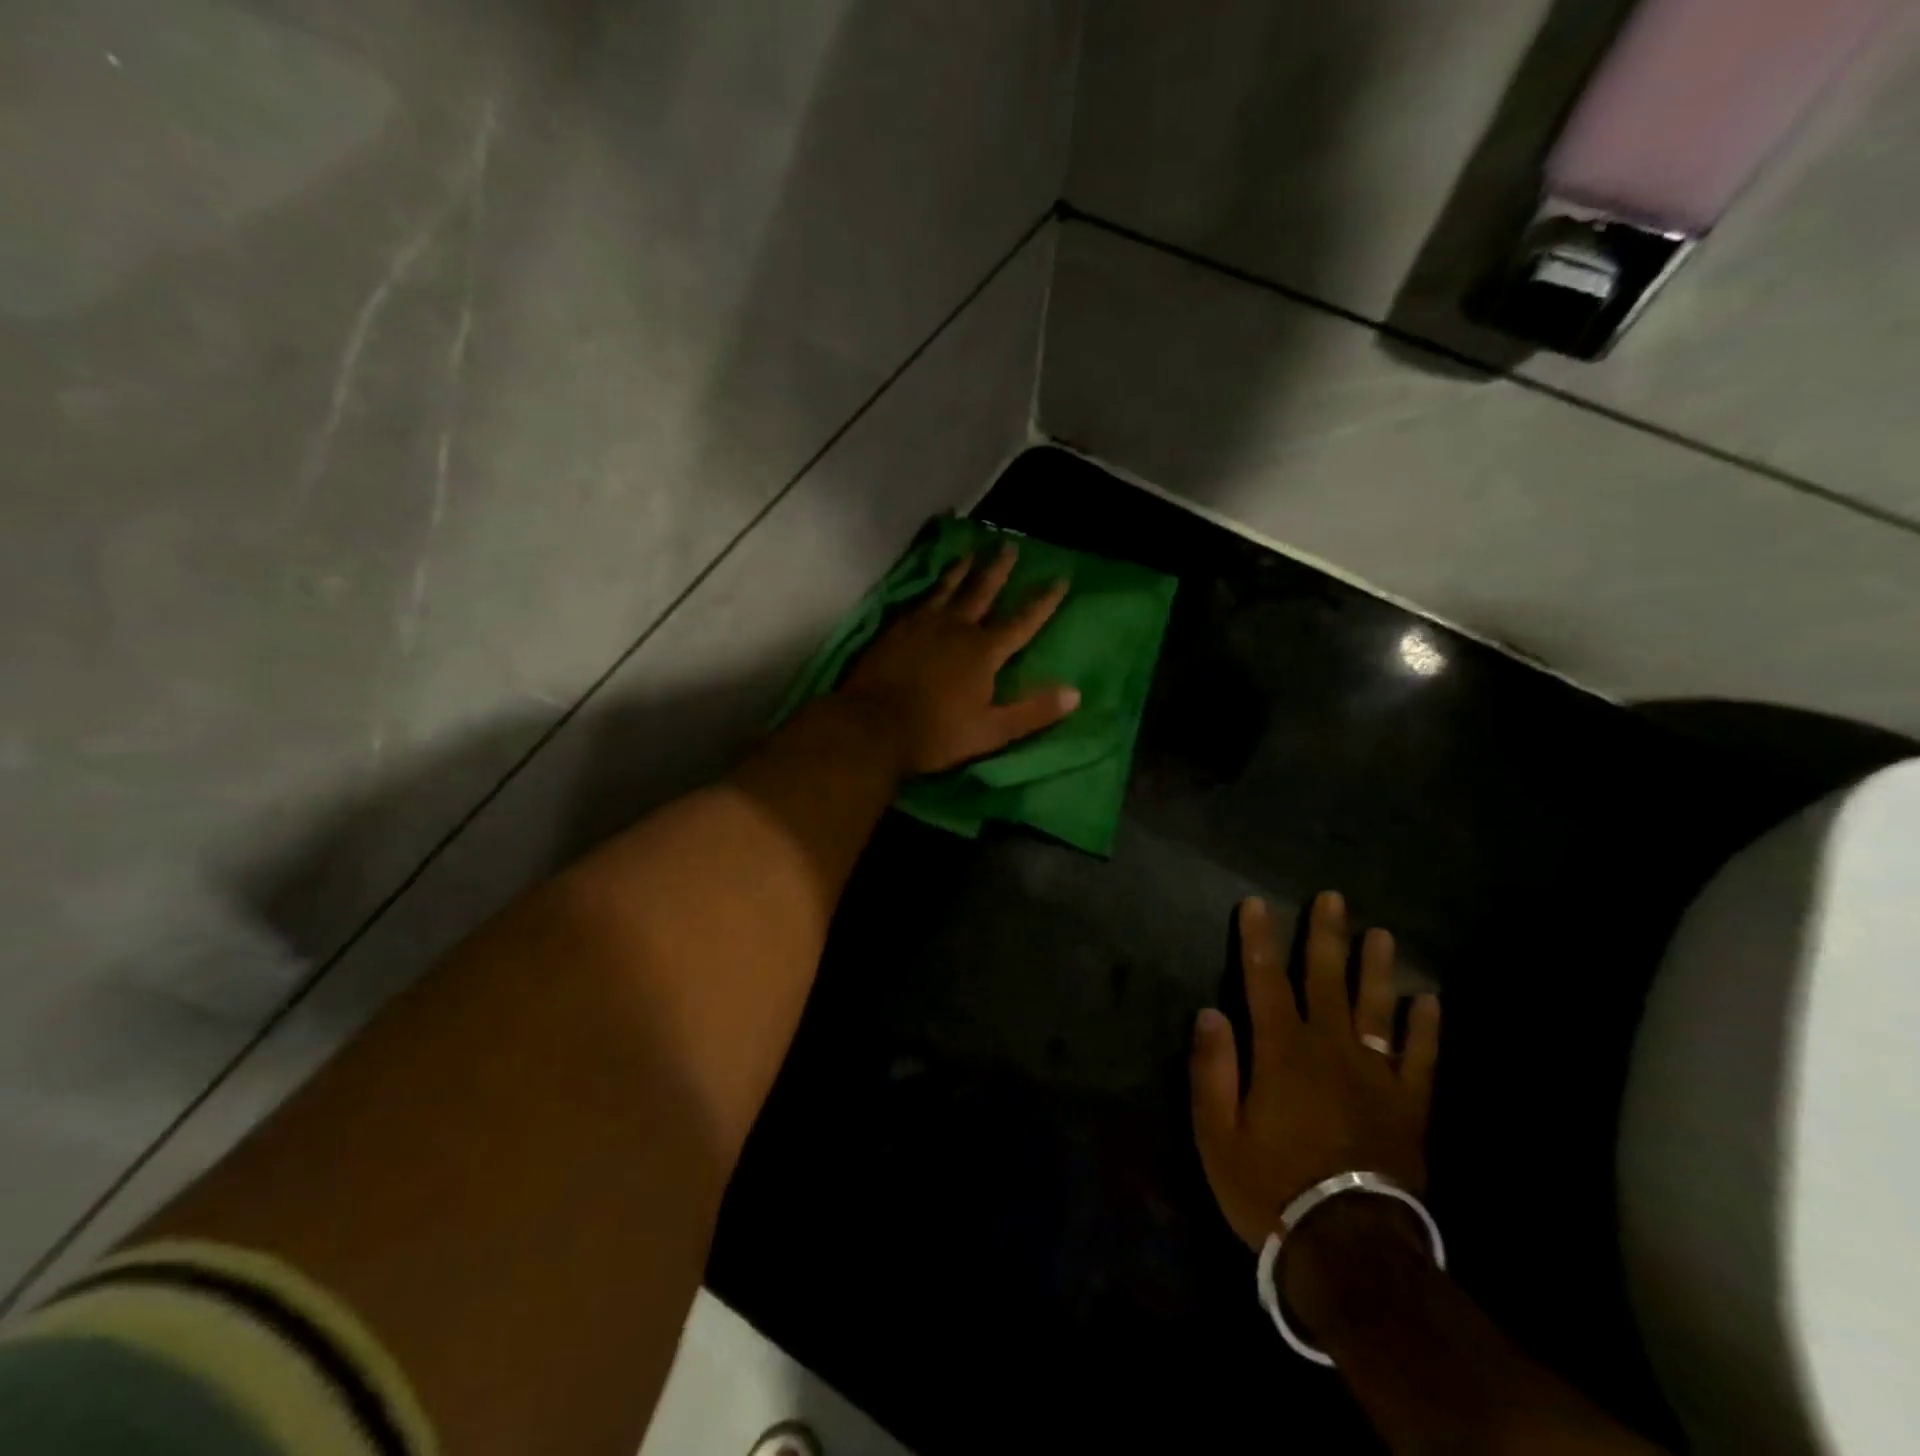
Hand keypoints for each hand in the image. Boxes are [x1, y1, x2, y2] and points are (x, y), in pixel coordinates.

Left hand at [840, 542, 1080, 775]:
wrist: (872, 726)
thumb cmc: (936, 734)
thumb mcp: (991, 731)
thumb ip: (1033, 712)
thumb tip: (1075, 693)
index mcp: (984, 651)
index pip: (1023, 621)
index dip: (1043, 601)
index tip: (1059, 578)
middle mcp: (956, 628)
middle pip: (982, 591)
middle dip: (999, 570)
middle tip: (1009, 546)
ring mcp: (923, 625)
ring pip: (948, 589)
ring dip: (962, 570)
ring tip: (970, 552)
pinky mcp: (896, 629)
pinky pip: (919, 600)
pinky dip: (930, 588)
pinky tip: (930, 586)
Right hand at [1190, 892, 1440, 1250]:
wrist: (1348, 1249)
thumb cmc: (1270, 1187)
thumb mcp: (1217, 1134)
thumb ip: (1213, 1069)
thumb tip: (1210, 1012)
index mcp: (1281, 1052)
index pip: (1264, 981)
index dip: (1258, 940)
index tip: (1255, 904)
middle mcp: (1330, 1050)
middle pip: (1326, 981)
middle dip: (1325, 937)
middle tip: (1333, 899)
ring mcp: (1375, 1076)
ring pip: (1375, 1009)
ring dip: (1376, 969)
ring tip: (1381, 934)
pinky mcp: (1408, 1107)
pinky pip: (1420, 1059)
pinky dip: (1425, 1029)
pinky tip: (1429, 1001)